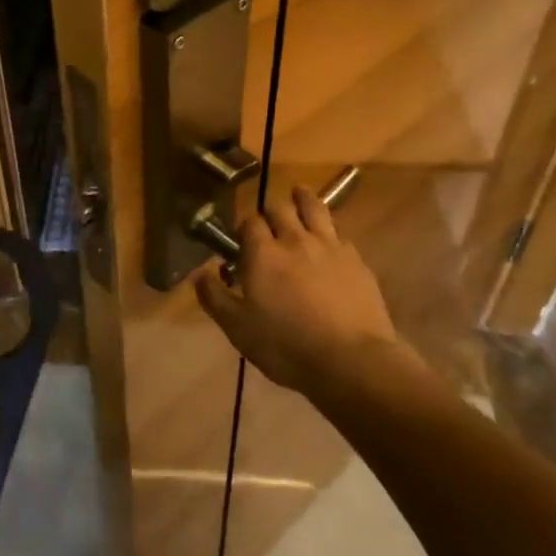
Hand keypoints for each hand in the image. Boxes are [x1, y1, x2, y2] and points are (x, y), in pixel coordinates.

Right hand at [194, 183, 403, 397]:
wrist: (351, 361)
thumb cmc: (286, 346)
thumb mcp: (238, 328)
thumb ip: (215, 297)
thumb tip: (199, 274)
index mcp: (263, 253)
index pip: (249, 222)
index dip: (243, 227)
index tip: (241, 239)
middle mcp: (295, 240)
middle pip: (280, 208)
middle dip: (271, 210)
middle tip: (268, 220)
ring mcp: (330, 247)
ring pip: (314, 208)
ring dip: (303, 199)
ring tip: (299, 194)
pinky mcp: (357, 261)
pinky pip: (340, 234)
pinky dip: (330, 231)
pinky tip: (330, 240)